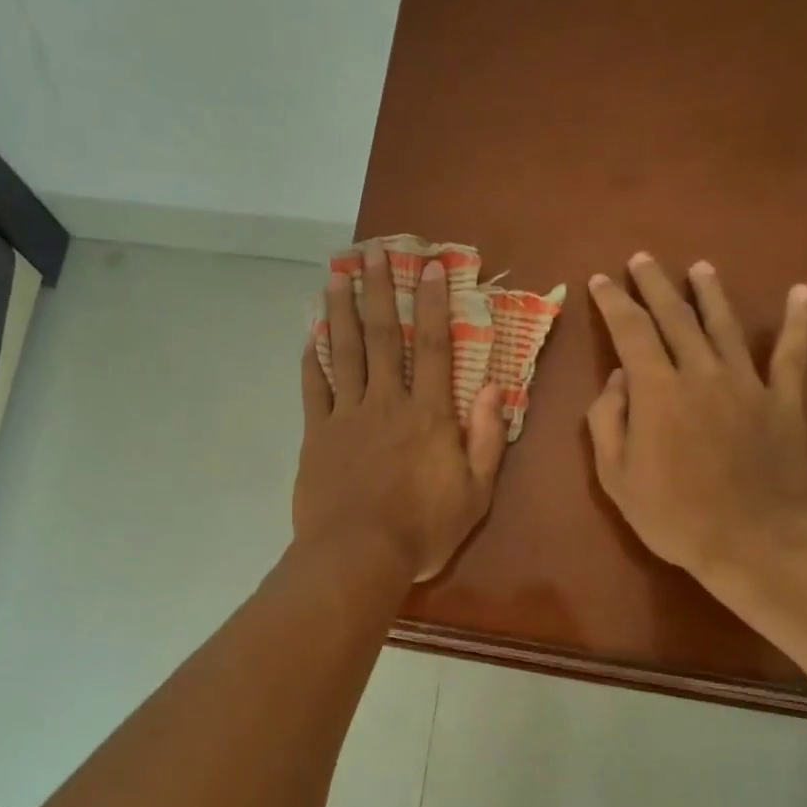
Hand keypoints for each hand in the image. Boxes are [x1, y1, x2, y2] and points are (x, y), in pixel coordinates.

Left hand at [295, 241, 506, 581]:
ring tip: (337, 274)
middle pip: (385, 337)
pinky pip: (314, 389)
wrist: (358, 555)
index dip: (435, 304)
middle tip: (373, 251)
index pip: (436, 347)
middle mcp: (387, 403)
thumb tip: (495, 388)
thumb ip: (487, 439)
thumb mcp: (476, 494)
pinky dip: (312, 360)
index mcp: (429, 415)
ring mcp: (347, 416)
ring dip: (342, 311)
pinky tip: (311, 335)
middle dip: (381, 291)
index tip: (432, 267)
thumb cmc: (423, 530)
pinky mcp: (317, 435)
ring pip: (345, 352)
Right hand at [586, 253, 806, 591]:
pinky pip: (792, 353)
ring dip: (710, 293)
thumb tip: (616, 380)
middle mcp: (701, 373)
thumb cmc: (672, 514)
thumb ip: (608, 421)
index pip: (630, 332)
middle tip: (642, 259)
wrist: (752, 541)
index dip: (613, 303)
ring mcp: (747, 383)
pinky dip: (798, 322)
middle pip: (675, 317)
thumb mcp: (616, 476)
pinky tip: (801, 292)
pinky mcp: (784, 400)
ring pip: (725, 325)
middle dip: (654, 286)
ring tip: (699, 267)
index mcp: (656, 391)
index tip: (600, 281)